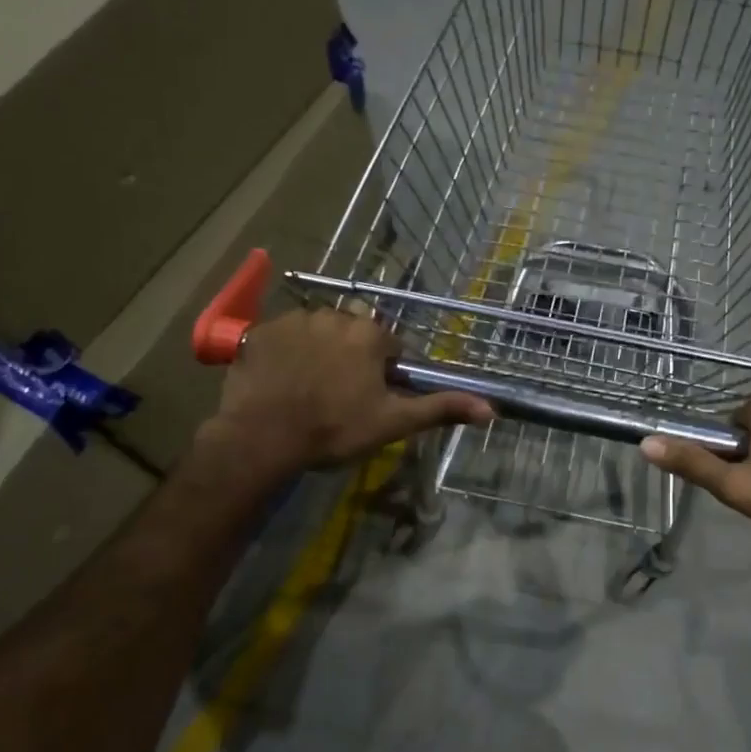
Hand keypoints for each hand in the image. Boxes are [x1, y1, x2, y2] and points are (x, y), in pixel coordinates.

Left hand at [210, 309, 493, 469]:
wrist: (263, 437)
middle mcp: (334, 314)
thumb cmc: (335, 429)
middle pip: (353, 334)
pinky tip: (282, 382)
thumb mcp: (393, 422)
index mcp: (369, 333)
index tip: (371, 398)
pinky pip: (283, 336)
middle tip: (340, 395)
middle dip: (351, 357)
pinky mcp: (259, 331)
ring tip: (308, 390)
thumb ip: (441, 409)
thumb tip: (491, 408)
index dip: (384, 373)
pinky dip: (286, 353)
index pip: (389, 345)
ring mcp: (293, 319)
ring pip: (318, 332)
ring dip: (319, 352)